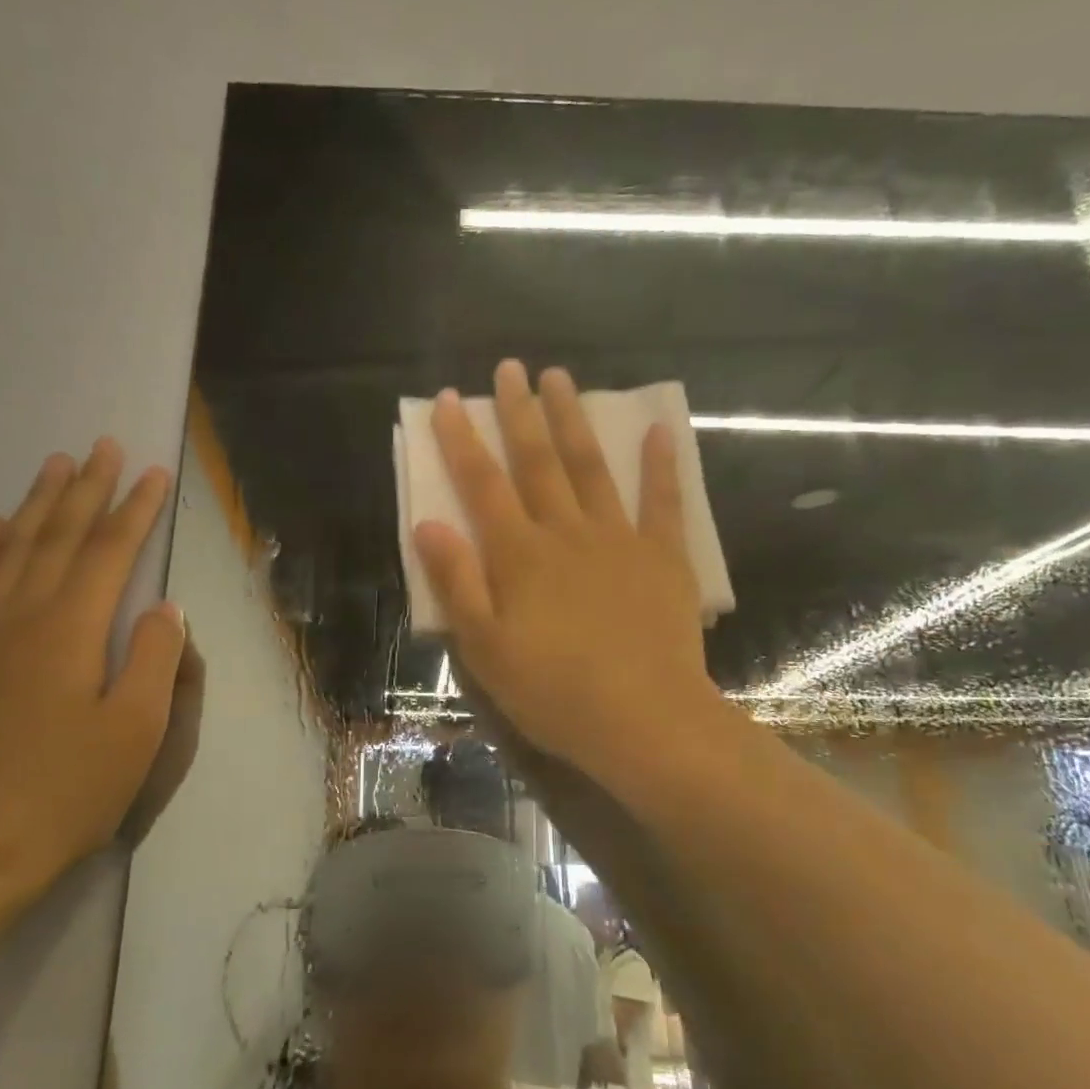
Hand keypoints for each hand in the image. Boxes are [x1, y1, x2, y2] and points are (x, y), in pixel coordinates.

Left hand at [0, 441, 188, 905]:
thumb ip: (155, 658)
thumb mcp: (137, 730)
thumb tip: (164, 606)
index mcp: (69, 631)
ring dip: (35, 504)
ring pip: (8, 551)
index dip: (134, 509)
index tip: (153, 473)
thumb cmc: (69, 792)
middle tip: (102, 447)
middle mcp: (18, 618)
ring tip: (54, 466)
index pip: (108, 553)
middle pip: (57, 538)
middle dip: (86, 490)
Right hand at [413, 360, 724, 785]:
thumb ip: (456, 581)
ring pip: (590, 468)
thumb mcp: (485, 648)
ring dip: (573, 420)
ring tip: (561, 378)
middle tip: (510, 368)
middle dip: (519, 413)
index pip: (482, 484)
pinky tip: (658, 430)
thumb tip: (426, 523)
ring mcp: (618, 540)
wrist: (644, 721)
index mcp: (518, 555)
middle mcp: (565, 532)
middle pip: (537, 462)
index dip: (462, 440)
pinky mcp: (663, 558)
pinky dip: (660, 465)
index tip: (451, 399)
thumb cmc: (553, 692)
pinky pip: (661, 503)